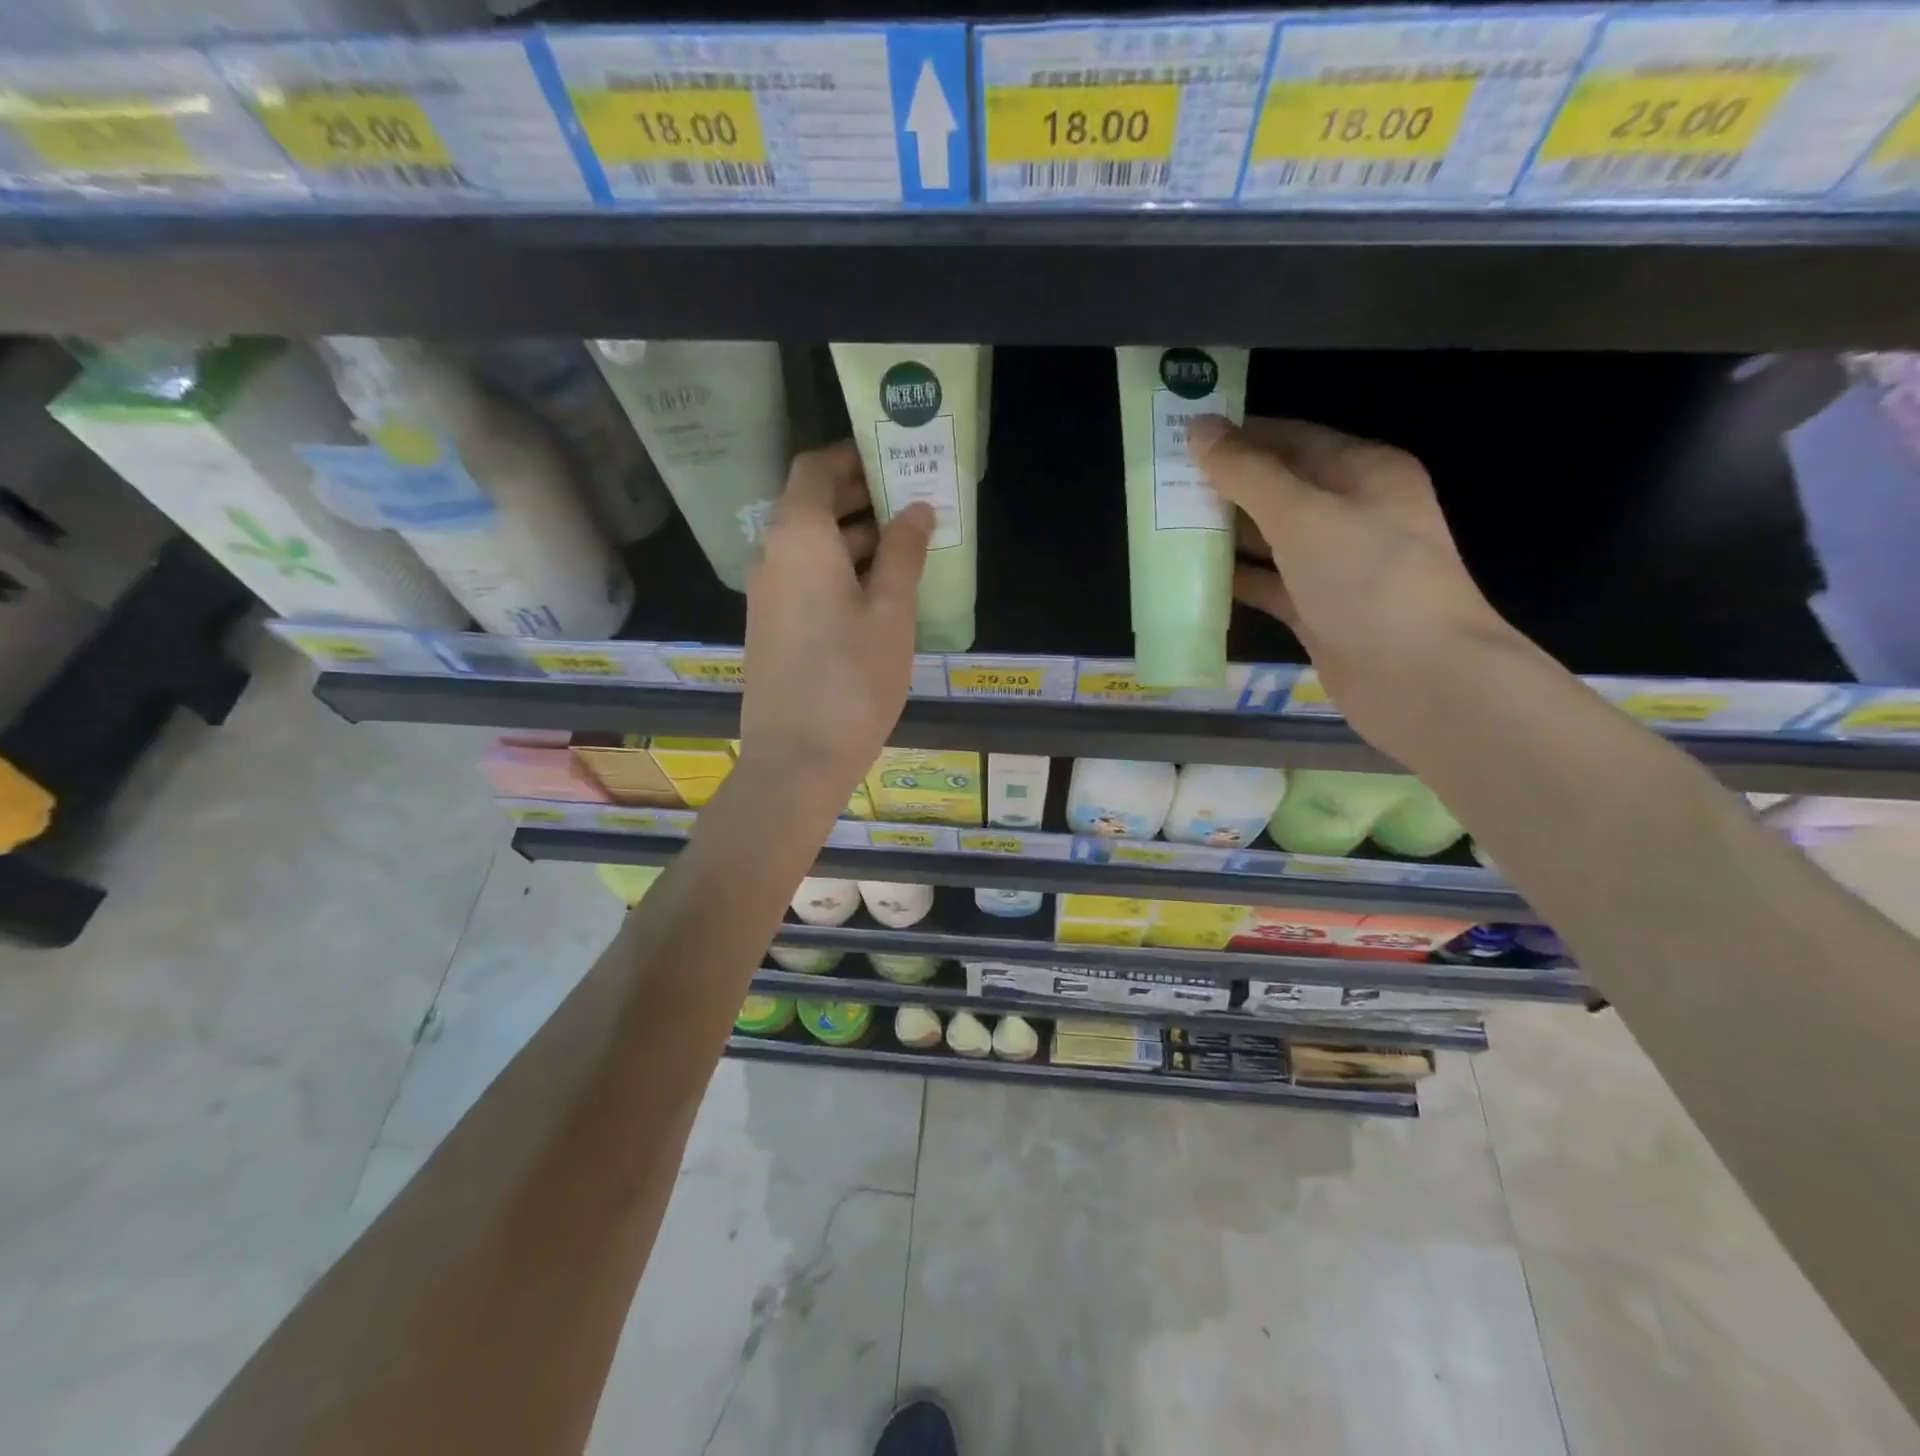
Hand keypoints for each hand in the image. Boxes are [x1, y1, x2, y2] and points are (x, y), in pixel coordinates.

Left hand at [737, 440, 931, 809]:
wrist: (796, 759)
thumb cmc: (852, 680)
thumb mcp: (890, 613)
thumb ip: (903, 553)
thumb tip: (916, 508)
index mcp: (799, 537)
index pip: (816, 469)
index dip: (852, 457)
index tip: (894, 459)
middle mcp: (772, 555)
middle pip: (811, 505)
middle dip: (860, 497)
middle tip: (913, 501)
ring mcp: (766, 593)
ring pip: (810, 545)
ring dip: (853, 537)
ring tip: (907, 546)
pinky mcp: (770, 626)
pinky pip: (804, 577)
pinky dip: (838, 570)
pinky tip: (879, 592)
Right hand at [1187, 415, 1519, 762]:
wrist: (1420, 679)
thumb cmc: (1369, 580)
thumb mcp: (1305, 516)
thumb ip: (1248, 473)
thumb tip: (1199, 429)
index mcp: (1363, 472)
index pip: (1291, 438)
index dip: (1238, 435)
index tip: (1181, 438)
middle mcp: (1351, 513)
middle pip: (1277, 488)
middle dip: (1224, 486)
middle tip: (1161, 485)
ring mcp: (1334, 566)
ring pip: (1270, 538)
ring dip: (1224, 533)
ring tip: (1165, 526)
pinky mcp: (1317, 610)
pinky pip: (1268, 584)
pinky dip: (1235, 579)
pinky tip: (1191, 577)